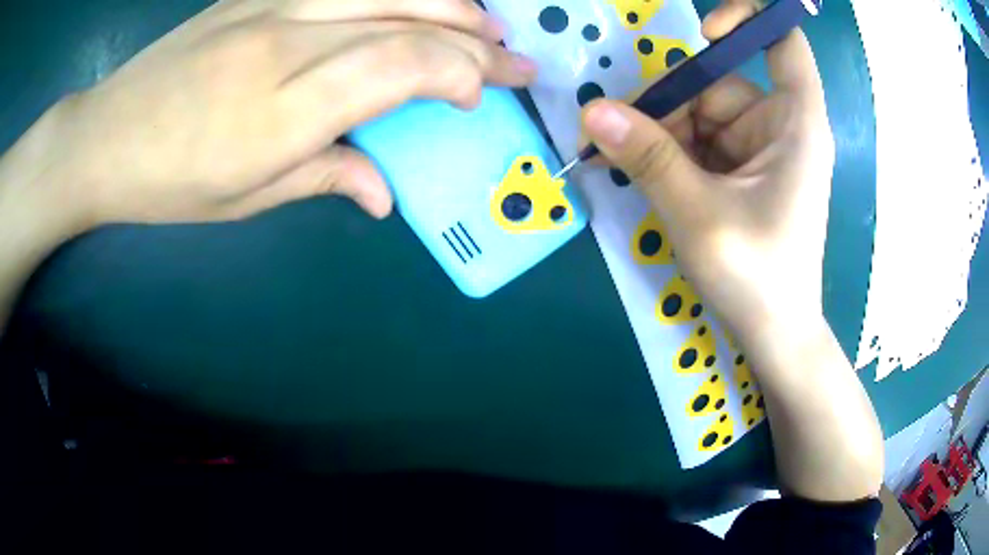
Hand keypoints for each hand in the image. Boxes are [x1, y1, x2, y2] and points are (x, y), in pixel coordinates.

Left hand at [17, 0, 533, 234]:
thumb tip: (387, 193)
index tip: (479, 97)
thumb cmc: (168, 182)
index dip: (458, 74)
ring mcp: (271, 7)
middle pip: (405, 23)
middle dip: (474, 42)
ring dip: (448, 3)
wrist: (105, 137)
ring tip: (485, 23)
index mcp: (284, 110)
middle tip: (516, 61)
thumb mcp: (244, 199)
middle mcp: (286, 43)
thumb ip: (324, 180)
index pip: (401, 67)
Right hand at [581, 6, 833, 348]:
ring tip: (627, 167)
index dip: (747, 19)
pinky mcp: (743, 169)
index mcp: (795, 124)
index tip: (702, 34)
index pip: (784, 44)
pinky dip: (670, 154)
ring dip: (661, 135)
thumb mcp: (699, 215)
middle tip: (619, 139)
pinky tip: (646, 177)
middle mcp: (779, 126)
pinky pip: (699, 141)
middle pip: (718, 82)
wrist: (774, 335)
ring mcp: (759, 148)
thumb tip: (592, 112)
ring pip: (700, 114)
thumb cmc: (757, 278)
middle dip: (669, 106)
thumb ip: (648, 157)